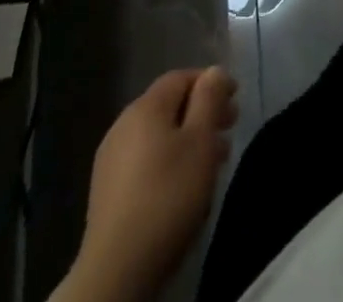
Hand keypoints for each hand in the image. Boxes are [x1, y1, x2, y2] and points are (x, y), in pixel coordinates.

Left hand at [58, 67, 239, 301]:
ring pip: (159, 136)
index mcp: (145, 107)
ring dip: (189, 140)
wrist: (117, 270)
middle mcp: (123, 125)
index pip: (182, 77)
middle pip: (170, 106)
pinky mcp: (107, 192)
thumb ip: (210, 98)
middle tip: (229, 130)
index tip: (235, 101)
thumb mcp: (200, 140)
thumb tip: (214, 71)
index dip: (211, 82)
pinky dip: (169, 162)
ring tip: (213, 162)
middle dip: (202, 113)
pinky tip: (184, 186)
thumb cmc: (168, 195)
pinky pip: (145, 161)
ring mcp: (111, 161)